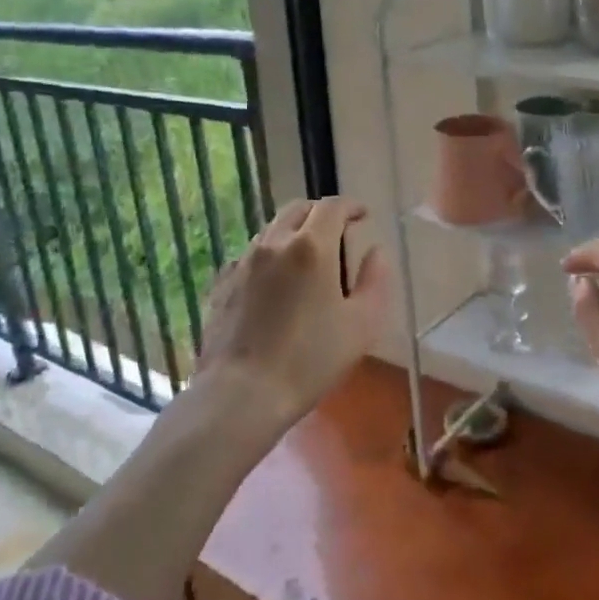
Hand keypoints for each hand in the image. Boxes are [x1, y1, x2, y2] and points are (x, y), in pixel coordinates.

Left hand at [194, 197, 390, 428]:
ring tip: (307, 258)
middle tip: (337, 232)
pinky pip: (250, 256)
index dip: (351, 206)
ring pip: (271, 230)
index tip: (363, 216)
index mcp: (312, 247)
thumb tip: (375, 252)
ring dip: (293, 233)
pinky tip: (274, 283)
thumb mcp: (362, 324)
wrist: (242, 393)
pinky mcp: (223, 284)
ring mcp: (243, 262)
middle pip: (298, 209)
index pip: (332, 207)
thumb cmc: (310, 359)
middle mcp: (274, 243)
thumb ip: (375, 280)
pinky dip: (269, 257)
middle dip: (320, 213)